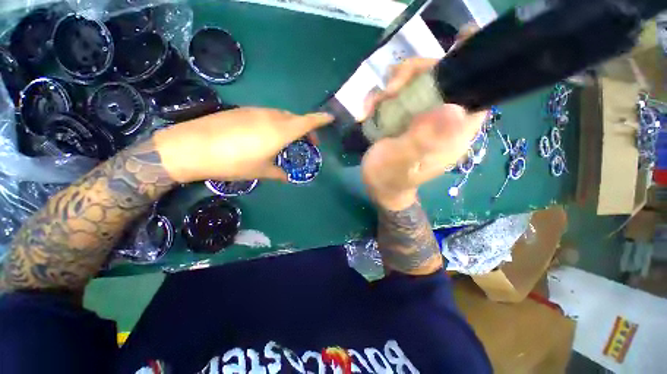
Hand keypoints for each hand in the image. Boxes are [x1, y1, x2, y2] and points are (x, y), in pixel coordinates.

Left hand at [153, 107, 332, 182]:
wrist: (192, 147)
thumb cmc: (233, 162)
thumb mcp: (260, 171)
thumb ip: (278, 174)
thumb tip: (286, 177)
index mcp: (280, 131)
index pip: (307, 122)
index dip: (320, 119)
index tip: (330, 118)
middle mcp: (271, 117)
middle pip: (295, 118)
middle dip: (305, 128)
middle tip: (307, 142)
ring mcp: (255, 111)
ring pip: (281, 115)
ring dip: (290, 125)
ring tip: (288, 140)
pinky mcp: (242, 111)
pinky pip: (266, 115)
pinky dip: (274, 123)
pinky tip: (266, 136)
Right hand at [361, 58, 485, 210]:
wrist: (377, 185)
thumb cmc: (389, 177)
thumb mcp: (402, 161)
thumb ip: (423, 139)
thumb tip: (454, 109)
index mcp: (453, 133)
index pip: (474, 94)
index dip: (470, 68)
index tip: (456, 44)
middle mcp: (441, 120)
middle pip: (440, 79)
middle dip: (414, 75)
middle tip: (390, 89)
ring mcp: (421, 117)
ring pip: (416, 83)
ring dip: (392, 87)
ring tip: (373, 106)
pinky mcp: (405, 117)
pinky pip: (397, 95)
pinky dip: (380, 98)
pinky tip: (367, 112)